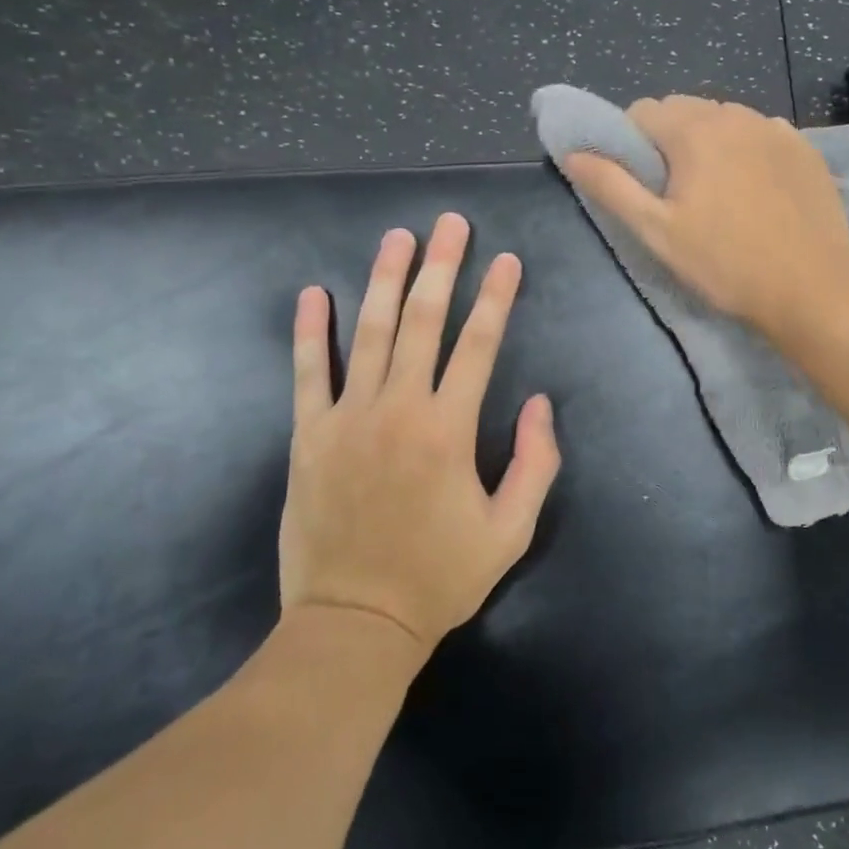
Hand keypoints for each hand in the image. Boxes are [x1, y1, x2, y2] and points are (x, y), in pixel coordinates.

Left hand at [278, 213, 560, 652]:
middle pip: (422, 321)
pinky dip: (310, 331)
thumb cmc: (440, 578)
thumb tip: (540, 403)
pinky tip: (313, 294)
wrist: (354, 625)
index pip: (478, 344)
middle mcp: (398, 409)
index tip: (506, 260)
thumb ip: (535, 463)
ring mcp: (347, 418)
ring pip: (368, 333)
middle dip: (440, 267)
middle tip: (450, 223)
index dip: (495, 297)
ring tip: (397, 238)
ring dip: (383, 280)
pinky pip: (308, 373)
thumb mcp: (511, 531)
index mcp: (449, 429)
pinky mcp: (309, 436)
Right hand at [561, 95, 848, 338]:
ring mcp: (777, 128)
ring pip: (725, 119)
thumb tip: (573, 152)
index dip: (630, 144)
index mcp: (695, 130)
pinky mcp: (806, 148)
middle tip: (677, 193)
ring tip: (718, 192)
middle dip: (670, 140)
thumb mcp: (657, 231)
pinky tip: (756, 191)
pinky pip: (761, 134)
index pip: (642, 111)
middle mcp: (736, 114)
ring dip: (710, 142)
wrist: (812, 288)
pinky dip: (748, 150)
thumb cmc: (726, 263)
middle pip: (684, 110)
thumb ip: (611, 186)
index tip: (641, 184)